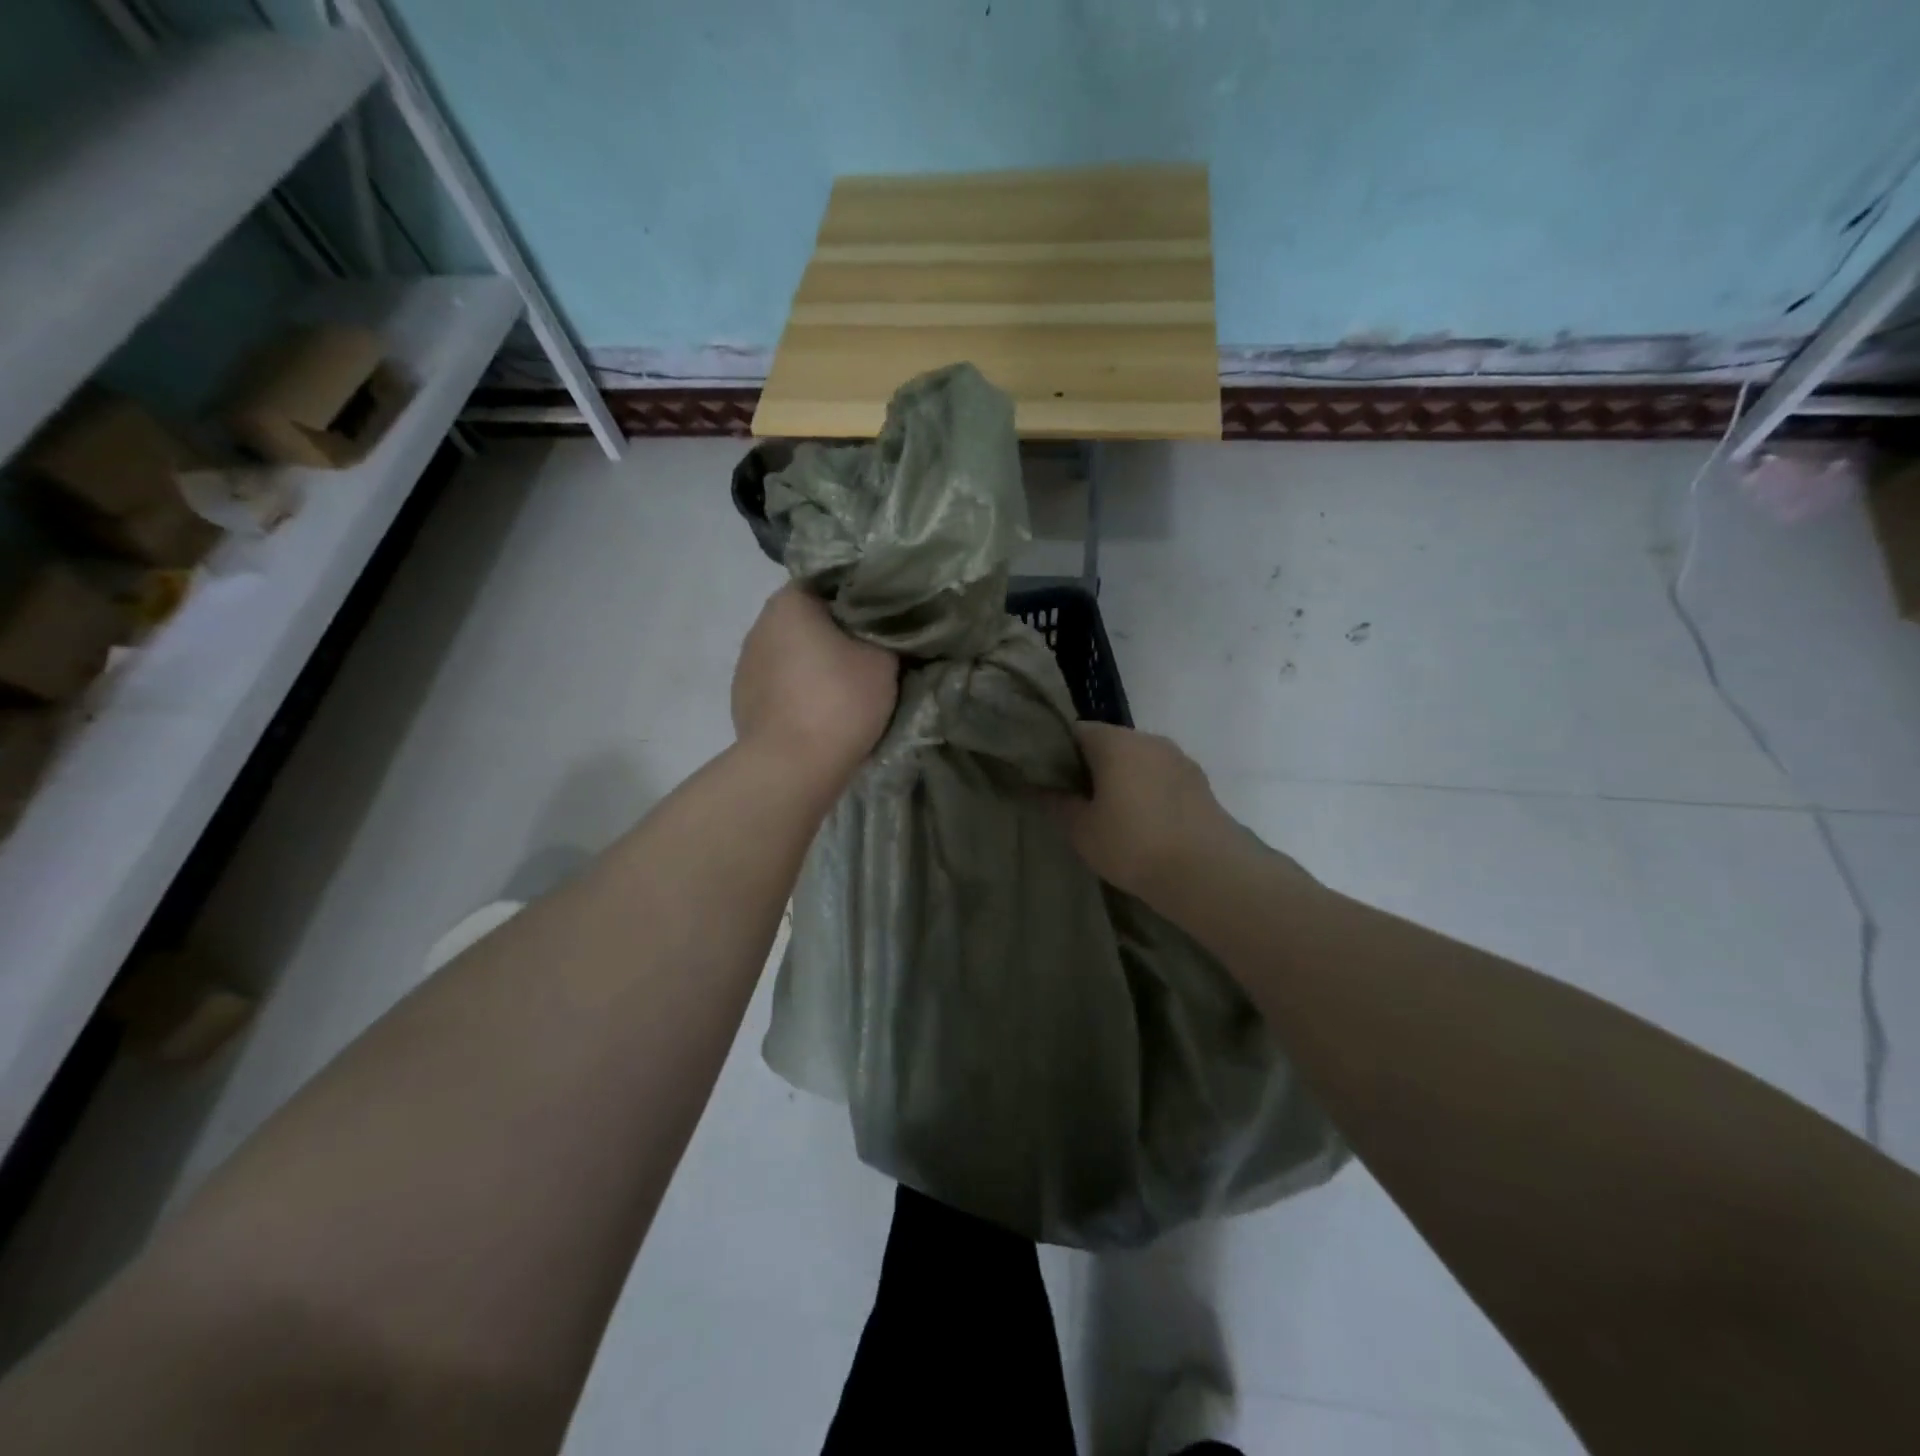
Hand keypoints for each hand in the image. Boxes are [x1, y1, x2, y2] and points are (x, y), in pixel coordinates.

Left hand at [732, 584, 897, 781]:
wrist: (792, 767)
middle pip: (807, 620)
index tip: (882, 619)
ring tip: (845, 688)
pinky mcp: (742, 702)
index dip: (858, 598)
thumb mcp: (884, 660)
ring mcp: (745, 666)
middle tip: (870, 654)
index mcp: (790, 602)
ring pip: (791, 654)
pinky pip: (779, 686)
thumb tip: (885, 629)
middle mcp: (759, 625)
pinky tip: (819, 713)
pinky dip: (799, 692)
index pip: (828, 583)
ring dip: (814, 665)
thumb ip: (887, 633)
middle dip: (835, 633)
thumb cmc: (840, 701)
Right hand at [1055, 723, 1232, 902]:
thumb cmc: (1133, 845)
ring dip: (1124, 779)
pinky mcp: (1200, 783)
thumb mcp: (1082, 830)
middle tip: (1078, 800)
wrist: (1208, 873)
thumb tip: (1041, 788)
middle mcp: (1149, 739)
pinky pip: (1162, 778)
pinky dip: (1149, 792)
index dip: (1059, 752)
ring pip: (1139, 760)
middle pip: (1110, 743)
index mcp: (1115, 742)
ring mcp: (1179, 759)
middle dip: (1092, 766)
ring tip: (1112, 815)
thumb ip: (1058, 803)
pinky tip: (1145, 824)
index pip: (1077, 731)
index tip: (1051, 779)